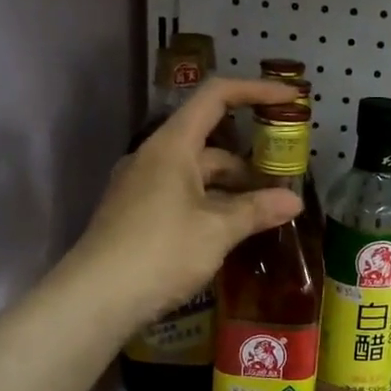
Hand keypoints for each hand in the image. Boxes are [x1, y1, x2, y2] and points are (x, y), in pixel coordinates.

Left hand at [71, 78, 304, 329]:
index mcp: (172, 145)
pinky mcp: (136, 216)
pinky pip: (182, 198)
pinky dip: (211, 207)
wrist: (95, 299)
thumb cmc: (160, 252)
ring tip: (266, 214)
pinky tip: (231, 232)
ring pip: (197, 176)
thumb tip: (294, 200)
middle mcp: (154, 158)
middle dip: (249, 162)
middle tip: (284, 182)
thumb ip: (257, 210)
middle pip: (210, 144)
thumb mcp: (216, 230)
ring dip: (232, 190)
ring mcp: (141, 187)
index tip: (290, 99)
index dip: (255, 91)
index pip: (216, 97)